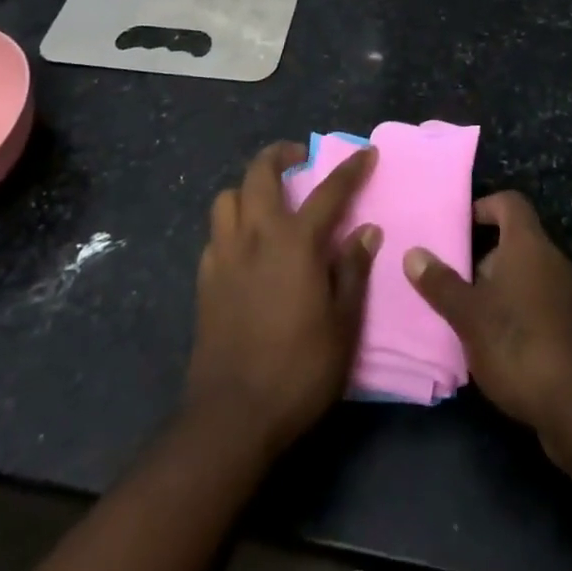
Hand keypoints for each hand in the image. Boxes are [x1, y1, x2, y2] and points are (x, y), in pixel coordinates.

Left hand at [185, 141, 380, 456]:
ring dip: (249, 188)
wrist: (232, 418)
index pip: (329, 191)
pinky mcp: (205, 280)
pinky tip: (244, 247)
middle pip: (260, 173)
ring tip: (267, 201)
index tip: (366, 152)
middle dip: (280, 154)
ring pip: (228, 197)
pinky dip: (231, 226)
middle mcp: (256, 235)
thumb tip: (366, 231)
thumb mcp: (343, 325)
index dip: (350, 169)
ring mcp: (224, 255)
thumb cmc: (298, 371)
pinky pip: (216, 234)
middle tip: (299, 158)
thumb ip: (353, 271)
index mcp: (295, 242)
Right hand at [404, 191, 571, 440]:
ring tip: (476, 320)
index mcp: (529, 244)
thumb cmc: (518, 344)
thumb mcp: (468, 315)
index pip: (509, 203)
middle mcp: (555, 260)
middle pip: (518, 242)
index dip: (484, 207)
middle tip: (458, 284)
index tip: (460, 229)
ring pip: (532, 278)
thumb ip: (441, 283)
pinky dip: (525, 317)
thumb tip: (413, 253)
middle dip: (487, 259)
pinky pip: (547, 308)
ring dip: (505, 292)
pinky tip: (506, 350)